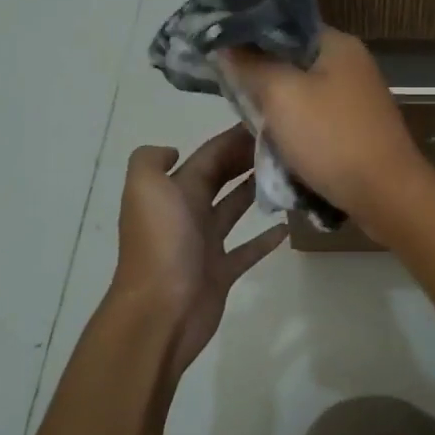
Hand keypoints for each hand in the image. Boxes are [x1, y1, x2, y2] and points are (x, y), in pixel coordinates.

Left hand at [112, 127, 287, 383]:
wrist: (158, 312)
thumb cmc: (160, 244)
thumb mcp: (144, 188)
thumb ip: (151, 160)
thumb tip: (174, 150)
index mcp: (174, 191)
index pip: (208, 156)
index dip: (233, 138)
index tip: (268, 122)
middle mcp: (188, 212)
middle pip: (221, 177)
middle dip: (246, 159)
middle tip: (285, 145)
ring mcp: (205, 244)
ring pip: (234, 209)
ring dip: (256, 191)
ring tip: (289, 176)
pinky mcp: (221, 272)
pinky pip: (246, 250)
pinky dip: (264, 238)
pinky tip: (287, 226)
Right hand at [219, 29, 430, 232]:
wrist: (386, 194)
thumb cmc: (332, 137)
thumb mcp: (281, 95)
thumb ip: (252, 65)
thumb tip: (226, 44)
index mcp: (338, 44)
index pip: (285, 25)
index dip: (251, 36)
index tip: (220, 54)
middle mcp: (351, 63)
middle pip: (292, 60)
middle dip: (261, 77)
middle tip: (231, 93)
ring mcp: (357, 98)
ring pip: (302, 93)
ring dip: (277, 108)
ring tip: (249, 121)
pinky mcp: (356, 128)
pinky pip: (315, 120)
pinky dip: (295, 129)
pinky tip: (275, 144)